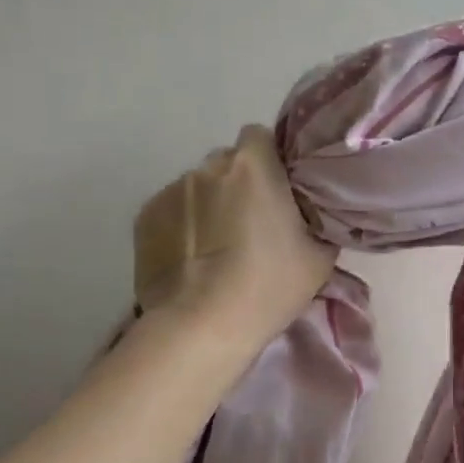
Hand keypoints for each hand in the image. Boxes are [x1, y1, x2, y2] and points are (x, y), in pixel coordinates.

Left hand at [134, 125, 337, 350]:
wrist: (202, 326)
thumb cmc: (269, 286)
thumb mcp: (320, 257)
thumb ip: (316, 220)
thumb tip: (309, 215)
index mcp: (253, 166)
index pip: (259, 136)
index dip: (268, 159)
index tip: (275, 190)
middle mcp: (208, 167)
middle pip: (226, 163)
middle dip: (237, 184)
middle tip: (248, 225)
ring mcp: (170, 190)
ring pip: (196, 188)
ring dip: (207, 206)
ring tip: (214, 250)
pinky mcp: (143, 217)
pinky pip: (170, 211)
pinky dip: (180, 227)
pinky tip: (188, 260)